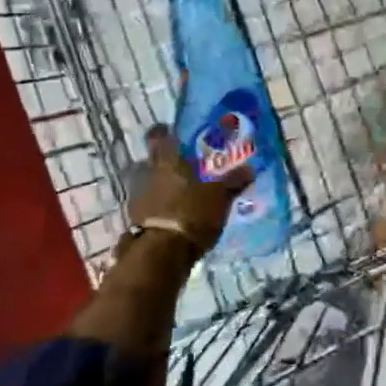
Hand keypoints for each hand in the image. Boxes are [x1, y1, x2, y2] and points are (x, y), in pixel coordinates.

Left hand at [126, 125, 252, 256]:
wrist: (162, 254)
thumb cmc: (192, 213)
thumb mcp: (219, 196)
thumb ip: (233, 181)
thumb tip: (249, 169)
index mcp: (167, 162)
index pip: (159, 138)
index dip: (163, 133)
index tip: (169, 131)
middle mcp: (147, 176)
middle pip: (151, 163)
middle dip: (164, 164)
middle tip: (182, 167)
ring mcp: (138, 200)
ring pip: (148, 186)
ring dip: (160, 189)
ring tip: (180, 196)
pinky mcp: (136, 224)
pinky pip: (148, 209)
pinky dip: (158, 210)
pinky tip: (173, 218)